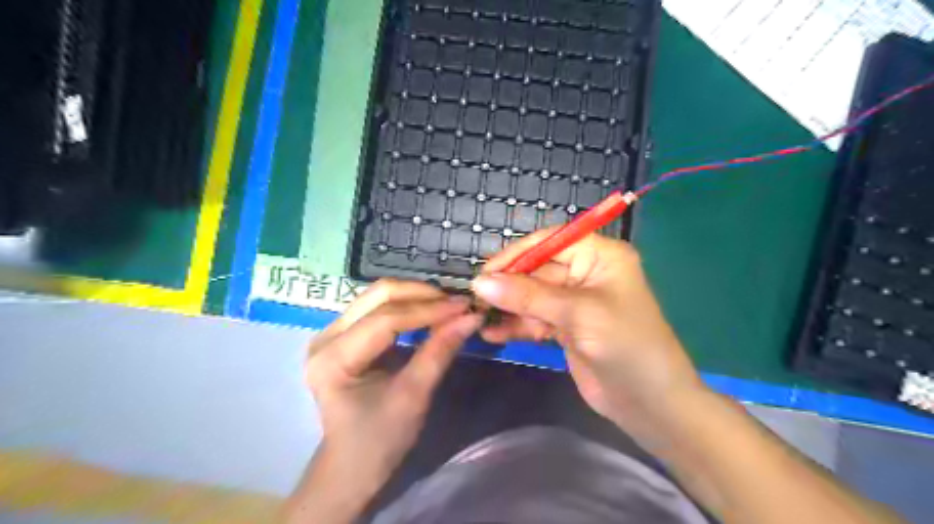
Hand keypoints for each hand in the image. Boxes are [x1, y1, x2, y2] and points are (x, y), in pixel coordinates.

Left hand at [299, 280, 479, 516]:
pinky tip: (430, 311)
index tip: (464, 306)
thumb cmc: (379, 440)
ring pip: (378, 296)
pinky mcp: (343, 334)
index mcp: (333, 359)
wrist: (351, 465)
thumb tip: (471, 317)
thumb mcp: (413, 396)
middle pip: (378, 296)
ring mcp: (331, 333)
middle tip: (457, 303)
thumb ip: (439, 352)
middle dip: (422, 295)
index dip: (428, 310)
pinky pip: (378, 308)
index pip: (386, 320)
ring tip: (448, 305)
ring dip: (416, 296)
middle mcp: (325, 337)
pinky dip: (408, 305)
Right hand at [476, 231, 708, 438]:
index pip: (550, 242)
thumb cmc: (625, 345)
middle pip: (537, 270)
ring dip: (507, 307)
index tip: (485, 272)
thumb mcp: (577, 314)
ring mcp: (574, 302)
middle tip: (475, 300)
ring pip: (532, 296)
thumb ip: (528, 296)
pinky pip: (534, 319)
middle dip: (508, 285)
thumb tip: (480, 282)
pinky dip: (515, 326)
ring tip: (479, 318)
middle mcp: (586, 274)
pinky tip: (493, 334)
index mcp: (599, 256)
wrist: (651, 404)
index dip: (517, 254)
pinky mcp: (565, 327)